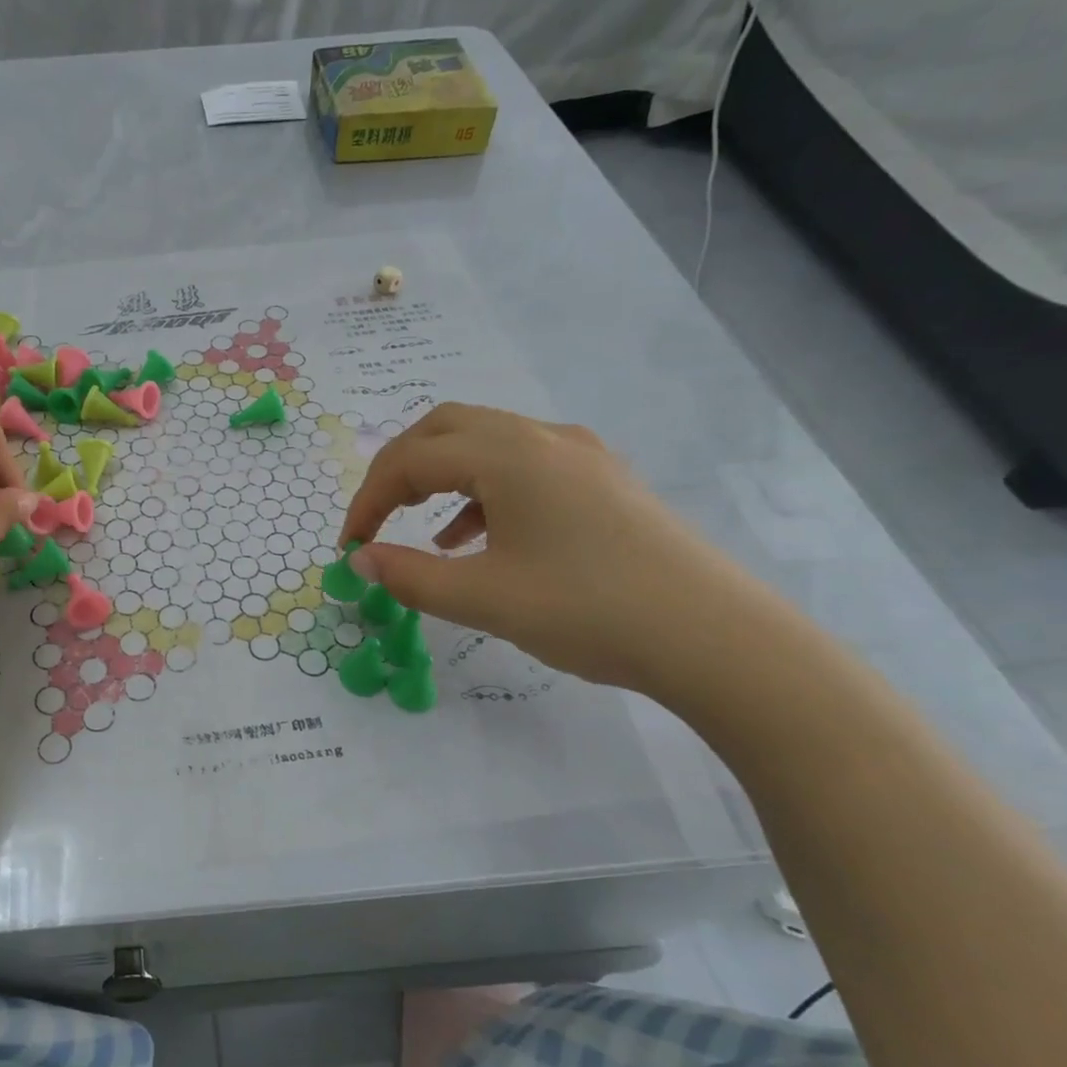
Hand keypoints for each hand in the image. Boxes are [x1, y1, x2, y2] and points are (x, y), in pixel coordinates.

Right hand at [340, 404, 781, 696]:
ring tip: (424, 534)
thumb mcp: (484, 599)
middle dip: (399, 470)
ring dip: (441, 478)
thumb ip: (409, 576)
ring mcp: (579, 456)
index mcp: (509, 456)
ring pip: (486, 444)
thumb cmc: (589, 611)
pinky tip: (479, 541)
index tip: (350, 547)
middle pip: (445, 429)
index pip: (411, 458)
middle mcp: (542, 438)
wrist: (715, 638)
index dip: (368, 500)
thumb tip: (359, 560)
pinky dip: (483, 493)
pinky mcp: (601, 481)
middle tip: (378, 519)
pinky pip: (522, 468)